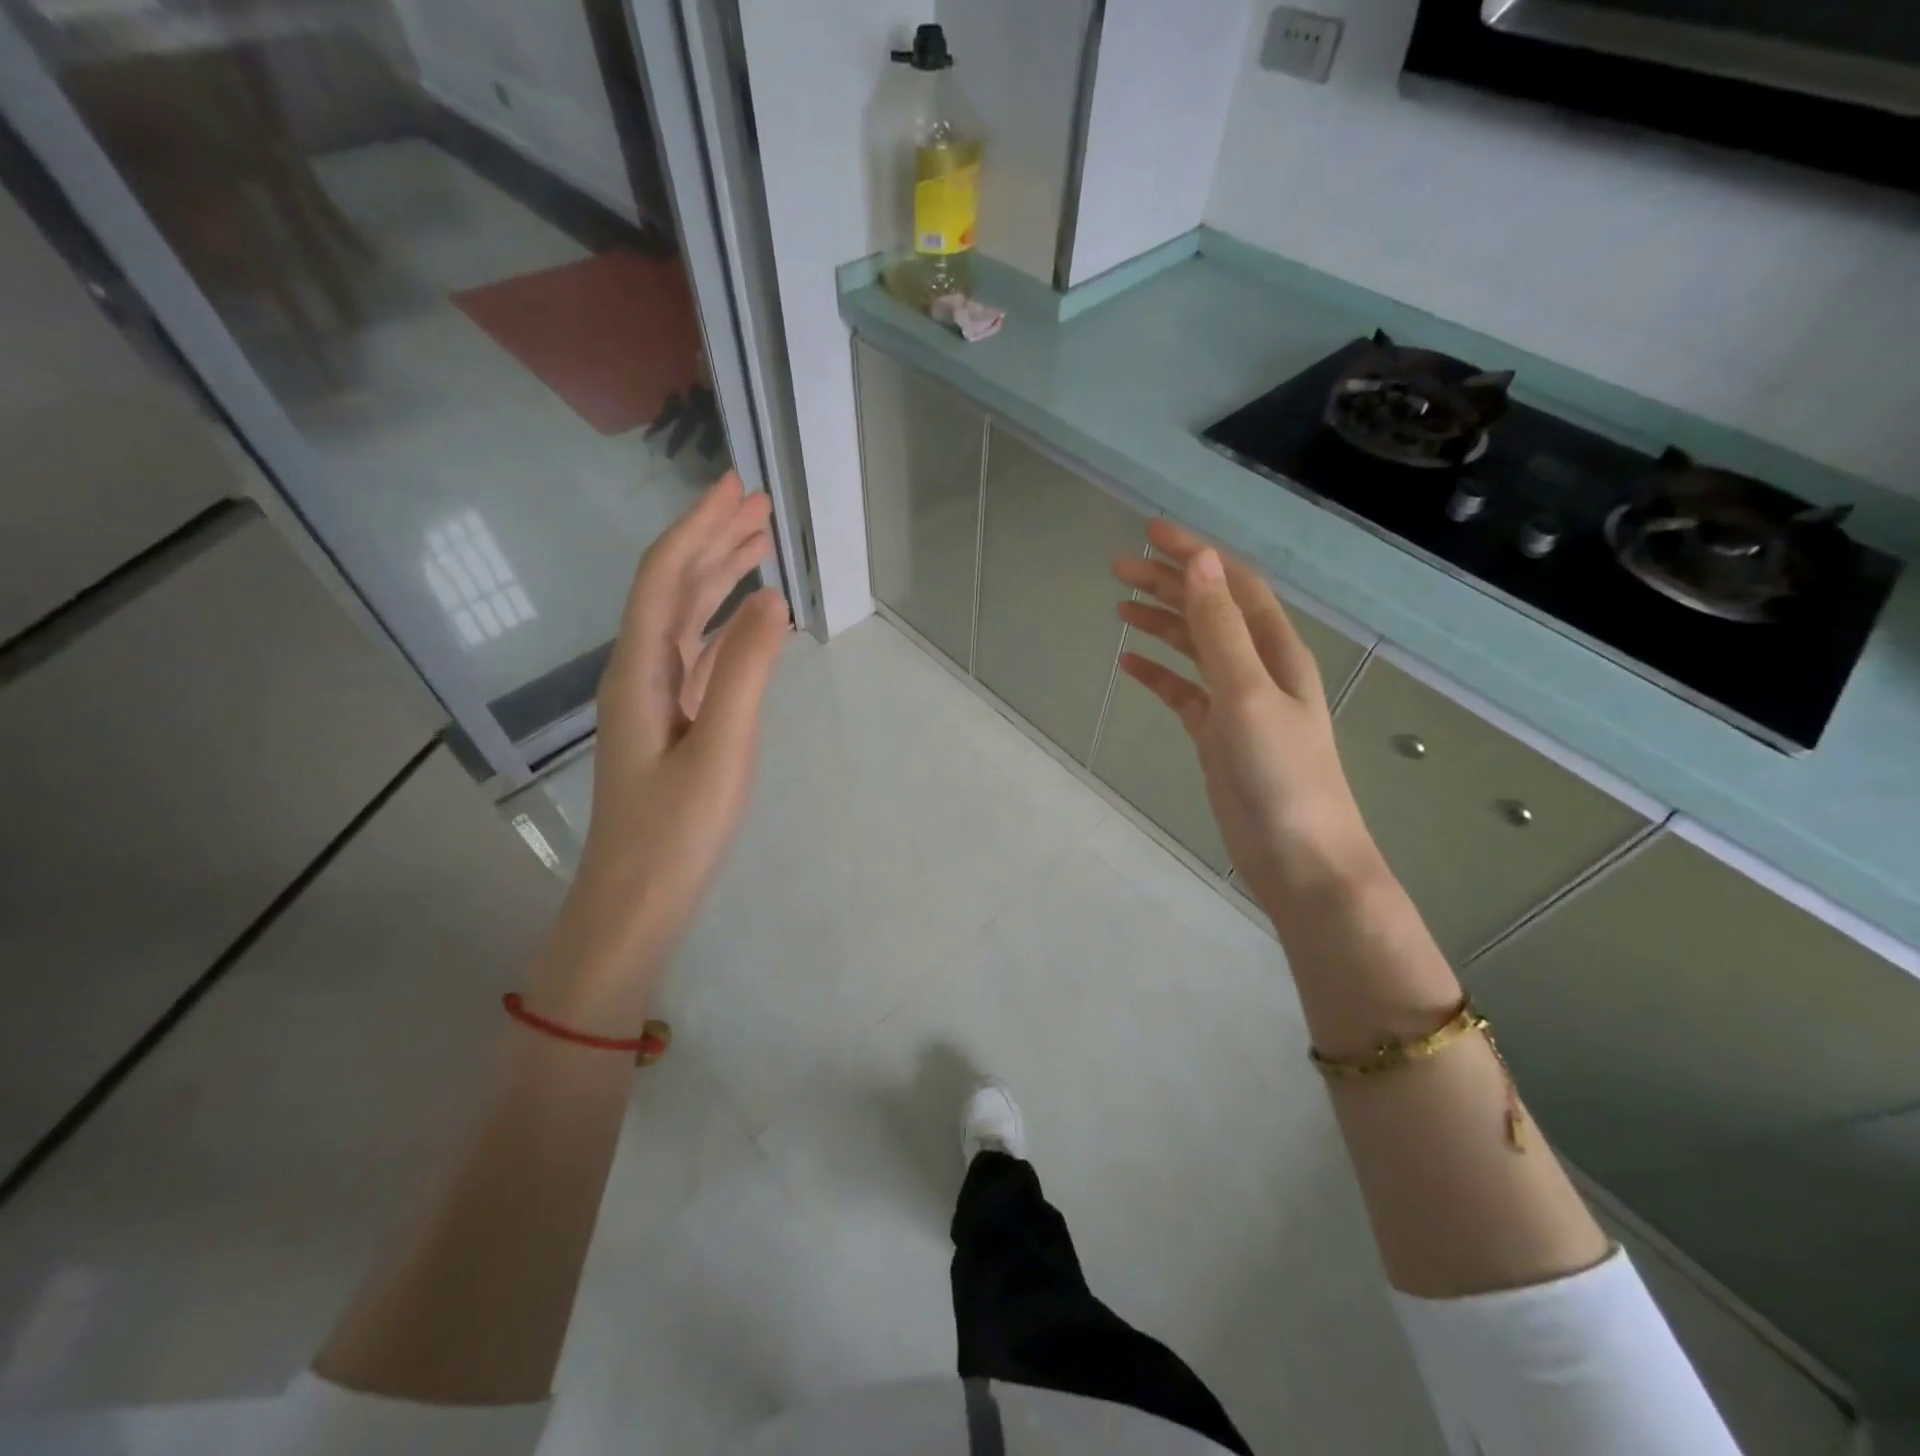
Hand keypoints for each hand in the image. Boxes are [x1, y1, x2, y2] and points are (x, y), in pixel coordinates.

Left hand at [531, 472, 788, 1030]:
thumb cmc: (676, 832)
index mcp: (639, 670)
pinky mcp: (675, 725)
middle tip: (758, 504)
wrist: (635, 903)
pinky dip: (727, 627)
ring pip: (687, 620)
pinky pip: (701, 656)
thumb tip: (775, 599)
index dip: (698, 526)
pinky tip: (750, 620)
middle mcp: (640, 672)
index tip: (736, 486)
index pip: (665, 576)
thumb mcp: (722, 749)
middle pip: (673, 588)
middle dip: (713, 540)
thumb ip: (747, 671)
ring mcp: (656, 700)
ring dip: (720, 578)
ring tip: (761, 546)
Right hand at [1112, 520, 1382, 917]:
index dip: (1195, 553)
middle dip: (1169, 583)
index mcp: (1275, 650)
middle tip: (1118, 567)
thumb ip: (1221, 629)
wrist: (1299, 859)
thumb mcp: (1248, 694)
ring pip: (1194, 649)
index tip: (1149, 531)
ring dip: (1161, 623)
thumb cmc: (1280, 775)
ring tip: (1119, 606)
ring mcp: (1238, 703)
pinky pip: (1183, 692)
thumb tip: (1200, 561)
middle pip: (1210, 611)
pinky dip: (1158, 674)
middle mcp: (1259, 668)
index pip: (1231, 584)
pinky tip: (1129, 664)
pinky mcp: (1218, 736)